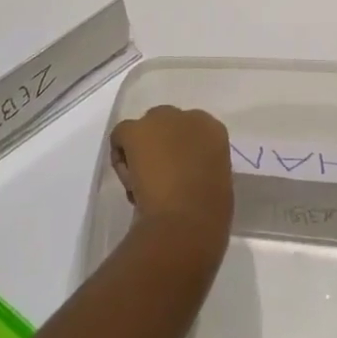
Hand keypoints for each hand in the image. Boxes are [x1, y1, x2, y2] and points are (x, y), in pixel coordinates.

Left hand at [110, 105, 232, 246]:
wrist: (186, 220)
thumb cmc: (209, 211)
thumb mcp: (216, 181)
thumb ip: (202, 167)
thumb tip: (188, 175)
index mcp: (213, 130)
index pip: (193, 131)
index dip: (182, 151)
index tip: (178, 173)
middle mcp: (188, 117)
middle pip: (167, 123)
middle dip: (161, 144)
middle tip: (157, 175)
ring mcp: (161, 120)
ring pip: (143, 129)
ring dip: (141, 148)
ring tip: (141, 183)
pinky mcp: (135, 130)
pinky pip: (121, 135)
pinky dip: (120, 155)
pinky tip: (129, 180)